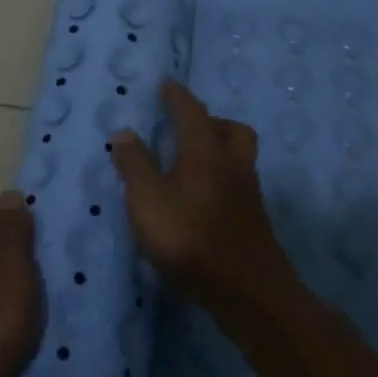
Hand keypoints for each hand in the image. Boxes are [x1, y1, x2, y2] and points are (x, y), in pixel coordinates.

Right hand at [111, 81, 293, 315]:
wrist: (250, 293)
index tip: (166, 83)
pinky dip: (220, 178)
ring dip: (218, 149)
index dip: (177, 96)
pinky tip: (202, 199)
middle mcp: (233, 165)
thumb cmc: (192, 240)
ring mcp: (248, 194)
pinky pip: (238, 182)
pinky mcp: (253, 220)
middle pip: (231, 130)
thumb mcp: (148, 202)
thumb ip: (135, 166)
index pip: (191, 112)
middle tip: (186, 128)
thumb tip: (124, 133)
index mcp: (206, 152)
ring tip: (190, 163)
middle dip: (210, 121)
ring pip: (238, 157)